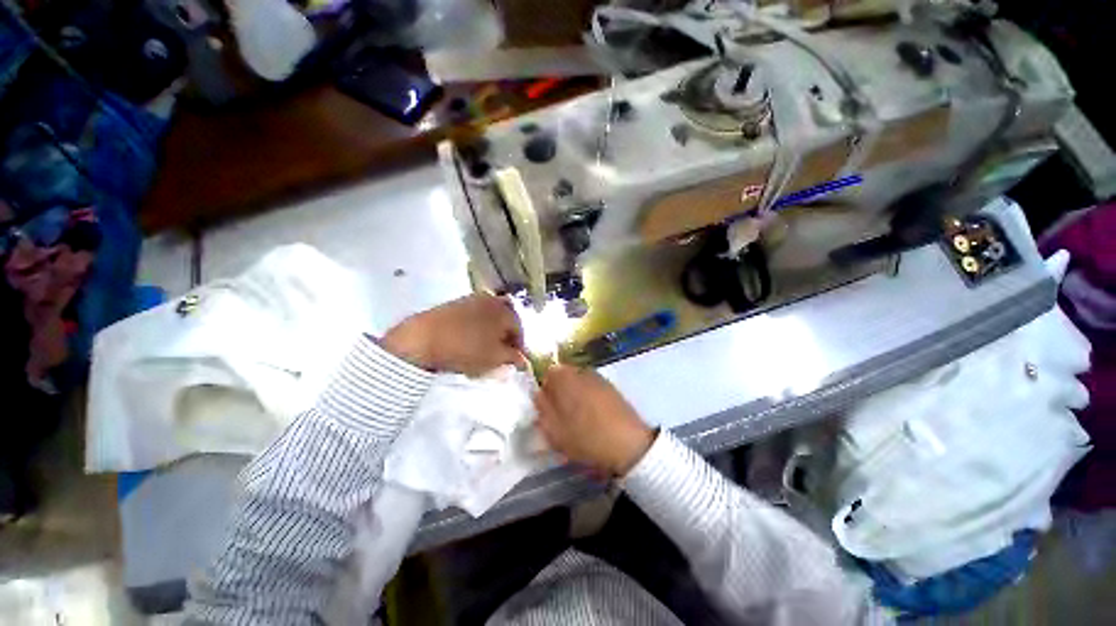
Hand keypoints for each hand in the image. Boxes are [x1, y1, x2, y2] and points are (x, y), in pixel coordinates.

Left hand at [382, 294, 524, 375]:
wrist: (424, 338)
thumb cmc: (467, 349)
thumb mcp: (495, 358)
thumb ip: (513, 358)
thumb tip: (523, 359)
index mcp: (507, 312)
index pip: (520, 331)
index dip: (519, 347)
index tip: (515, 360)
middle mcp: (494, 300)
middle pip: (507, 319)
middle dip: (507, 335)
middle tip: (501, 351)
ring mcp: (474, 299)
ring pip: (491, 315)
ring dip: (492, 329)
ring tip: (485, 346)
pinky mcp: (457, 302)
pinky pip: (476, 313)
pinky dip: (478, 325)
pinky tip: (470, 337)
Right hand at [535, 365, 654, 475]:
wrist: (628, 443)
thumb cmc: (585, 436)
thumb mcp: (554, 430)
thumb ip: (542, 409)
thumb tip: (539, 395)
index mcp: (564, 377)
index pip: (547, 374)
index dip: (545, 391)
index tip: (547, 409)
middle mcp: (581, 371)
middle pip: (564, 376)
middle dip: (560, 392)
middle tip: (561, 415)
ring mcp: (599, 377)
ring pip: (579, 382)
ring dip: (575, 395)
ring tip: (578, 418)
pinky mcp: (612, 387)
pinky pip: (593, 389)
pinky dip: (590, 399)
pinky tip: (594, 417)